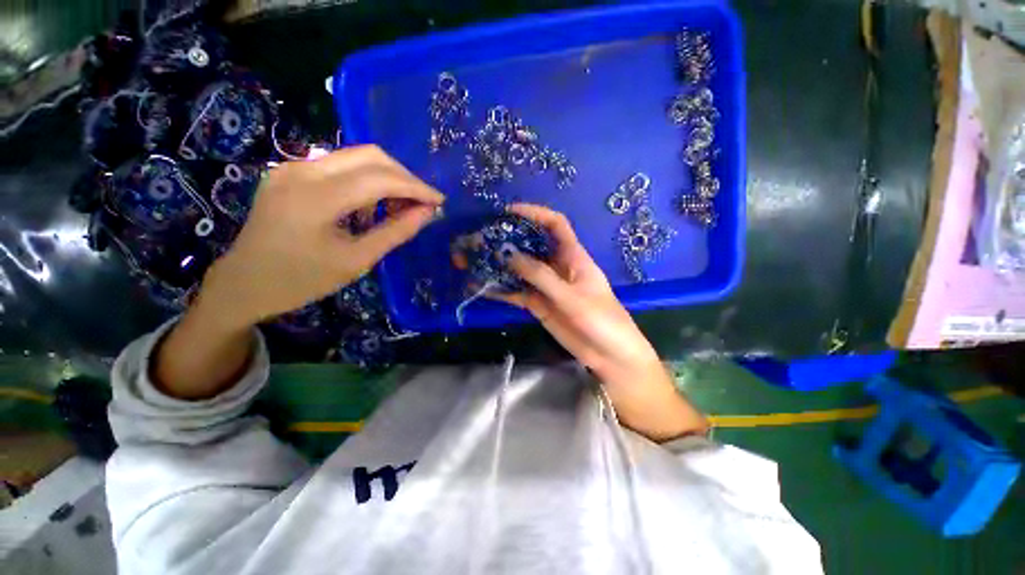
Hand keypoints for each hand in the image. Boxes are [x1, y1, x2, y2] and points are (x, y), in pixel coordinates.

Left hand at [153, 146, 442, 399]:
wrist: (244, 283)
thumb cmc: (302, 280)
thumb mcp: (356, 261)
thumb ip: (395, 232)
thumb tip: (428, 212)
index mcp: (315, 199)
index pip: (380, 178)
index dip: (416, 187)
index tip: (439, 201)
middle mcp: (302, 170)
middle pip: (370, 156)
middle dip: (404, 177)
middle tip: (422, 202)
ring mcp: (292, 166)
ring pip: (356, 156)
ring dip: (387, 177)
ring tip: (400, 205)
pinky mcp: (290, 171)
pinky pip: (339, 165)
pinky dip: (366, 180)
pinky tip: (371, 204)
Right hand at [490, 204, 707, 440]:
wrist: (610, 355)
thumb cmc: (602, 321)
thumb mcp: (572, 298)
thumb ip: (542, 277)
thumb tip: (510, 255)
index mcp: (573, 257)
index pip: (555, 225)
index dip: (535, 214)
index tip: (509, 212)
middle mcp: (557, 267)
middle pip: (532, 246)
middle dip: (509, 240)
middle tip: (482, 238)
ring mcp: (547, 287)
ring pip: (521, 270)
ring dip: (501, 266)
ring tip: (475, 261)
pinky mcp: (540, 305)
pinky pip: (518, 293)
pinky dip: (502, 290)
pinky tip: (483, 288)